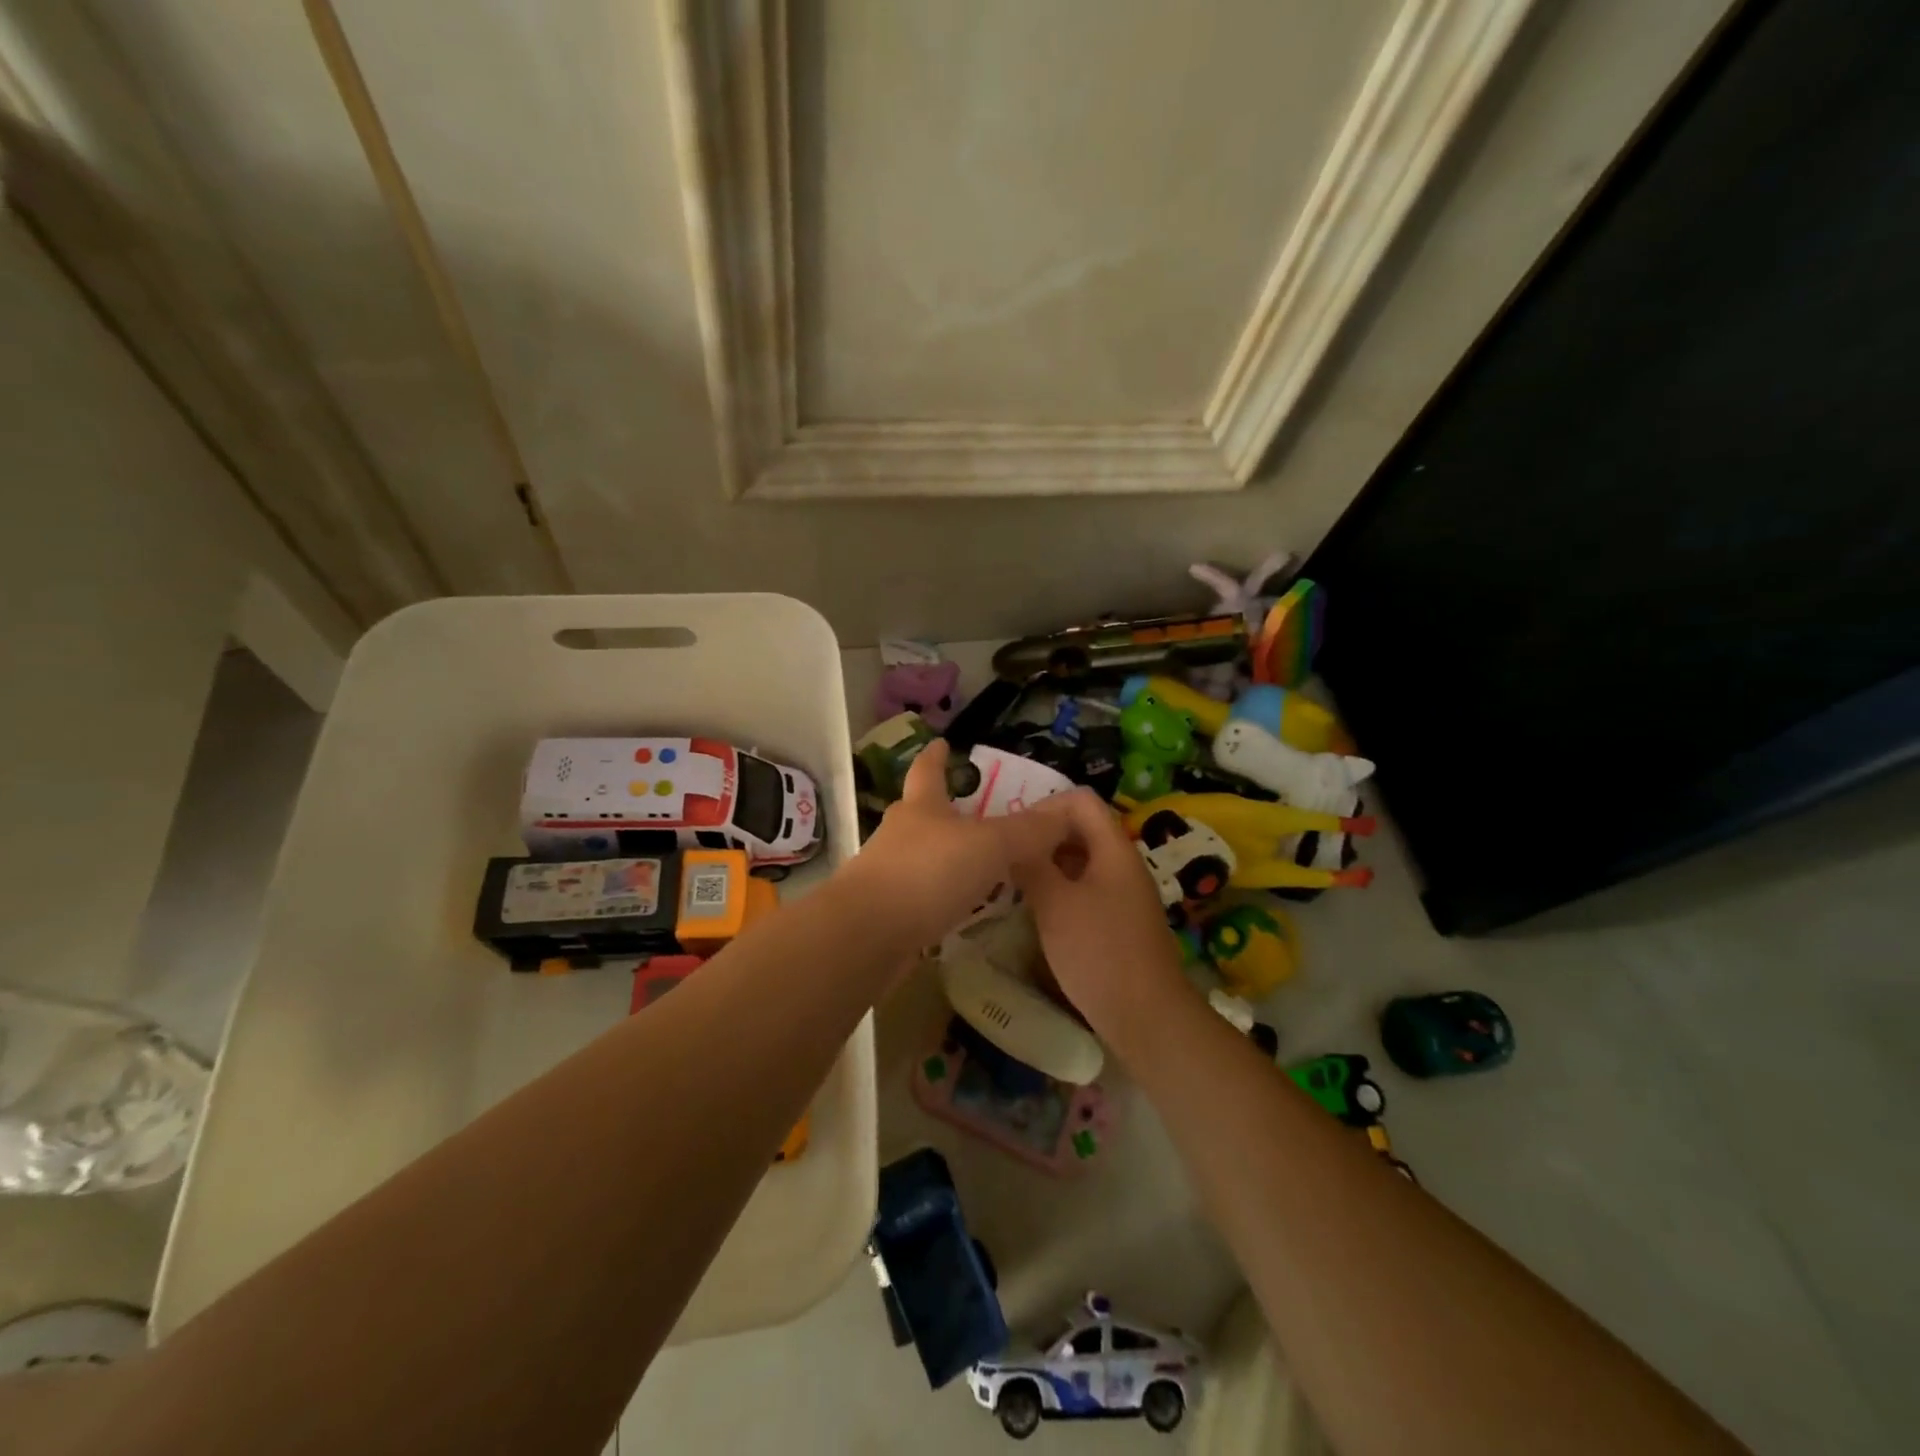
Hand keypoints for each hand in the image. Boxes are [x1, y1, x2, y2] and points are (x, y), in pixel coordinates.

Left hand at [843, 740, 1084, 947]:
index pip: (928, 771)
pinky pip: (922, 895)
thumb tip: (1066, 810)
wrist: (866, 935)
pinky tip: (962, 909)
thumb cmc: (927, 874)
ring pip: (922, 856)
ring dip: (946, 857)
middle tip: (975, 812)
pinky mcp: (887, 912)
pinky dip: (941, 896)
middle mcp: (900, 834)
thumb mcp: (988, 846)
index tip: (941, 742)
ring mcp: (888, 873)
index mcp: (921, 807)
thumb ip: (1027, 831)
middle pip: (922, 813)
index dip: (935, 756)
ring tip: (979, 864)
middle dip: (945, 810)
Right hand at [1012, 788, 1188, 1039]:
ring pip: (1081, 861)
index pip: (1080, 799)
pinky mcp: (1119, 921)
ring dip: (1048, 864)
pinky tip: (1035, 910)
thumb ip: (1031, 864)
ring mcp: (1123, 894)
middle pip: (1080, 828)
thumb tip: (1011, 840)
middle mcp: (1122, 863)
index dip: (1045, 804)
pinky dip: (1059, 890)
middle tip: (1004, 854)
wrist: (1146, 1016)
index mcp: (1113, 848)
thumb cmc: (1099, 952)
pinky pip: (1085, 889)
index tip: (1013, 831)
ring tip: (1011, 880)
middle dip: (1042, 835)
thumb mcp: (1055, 904)